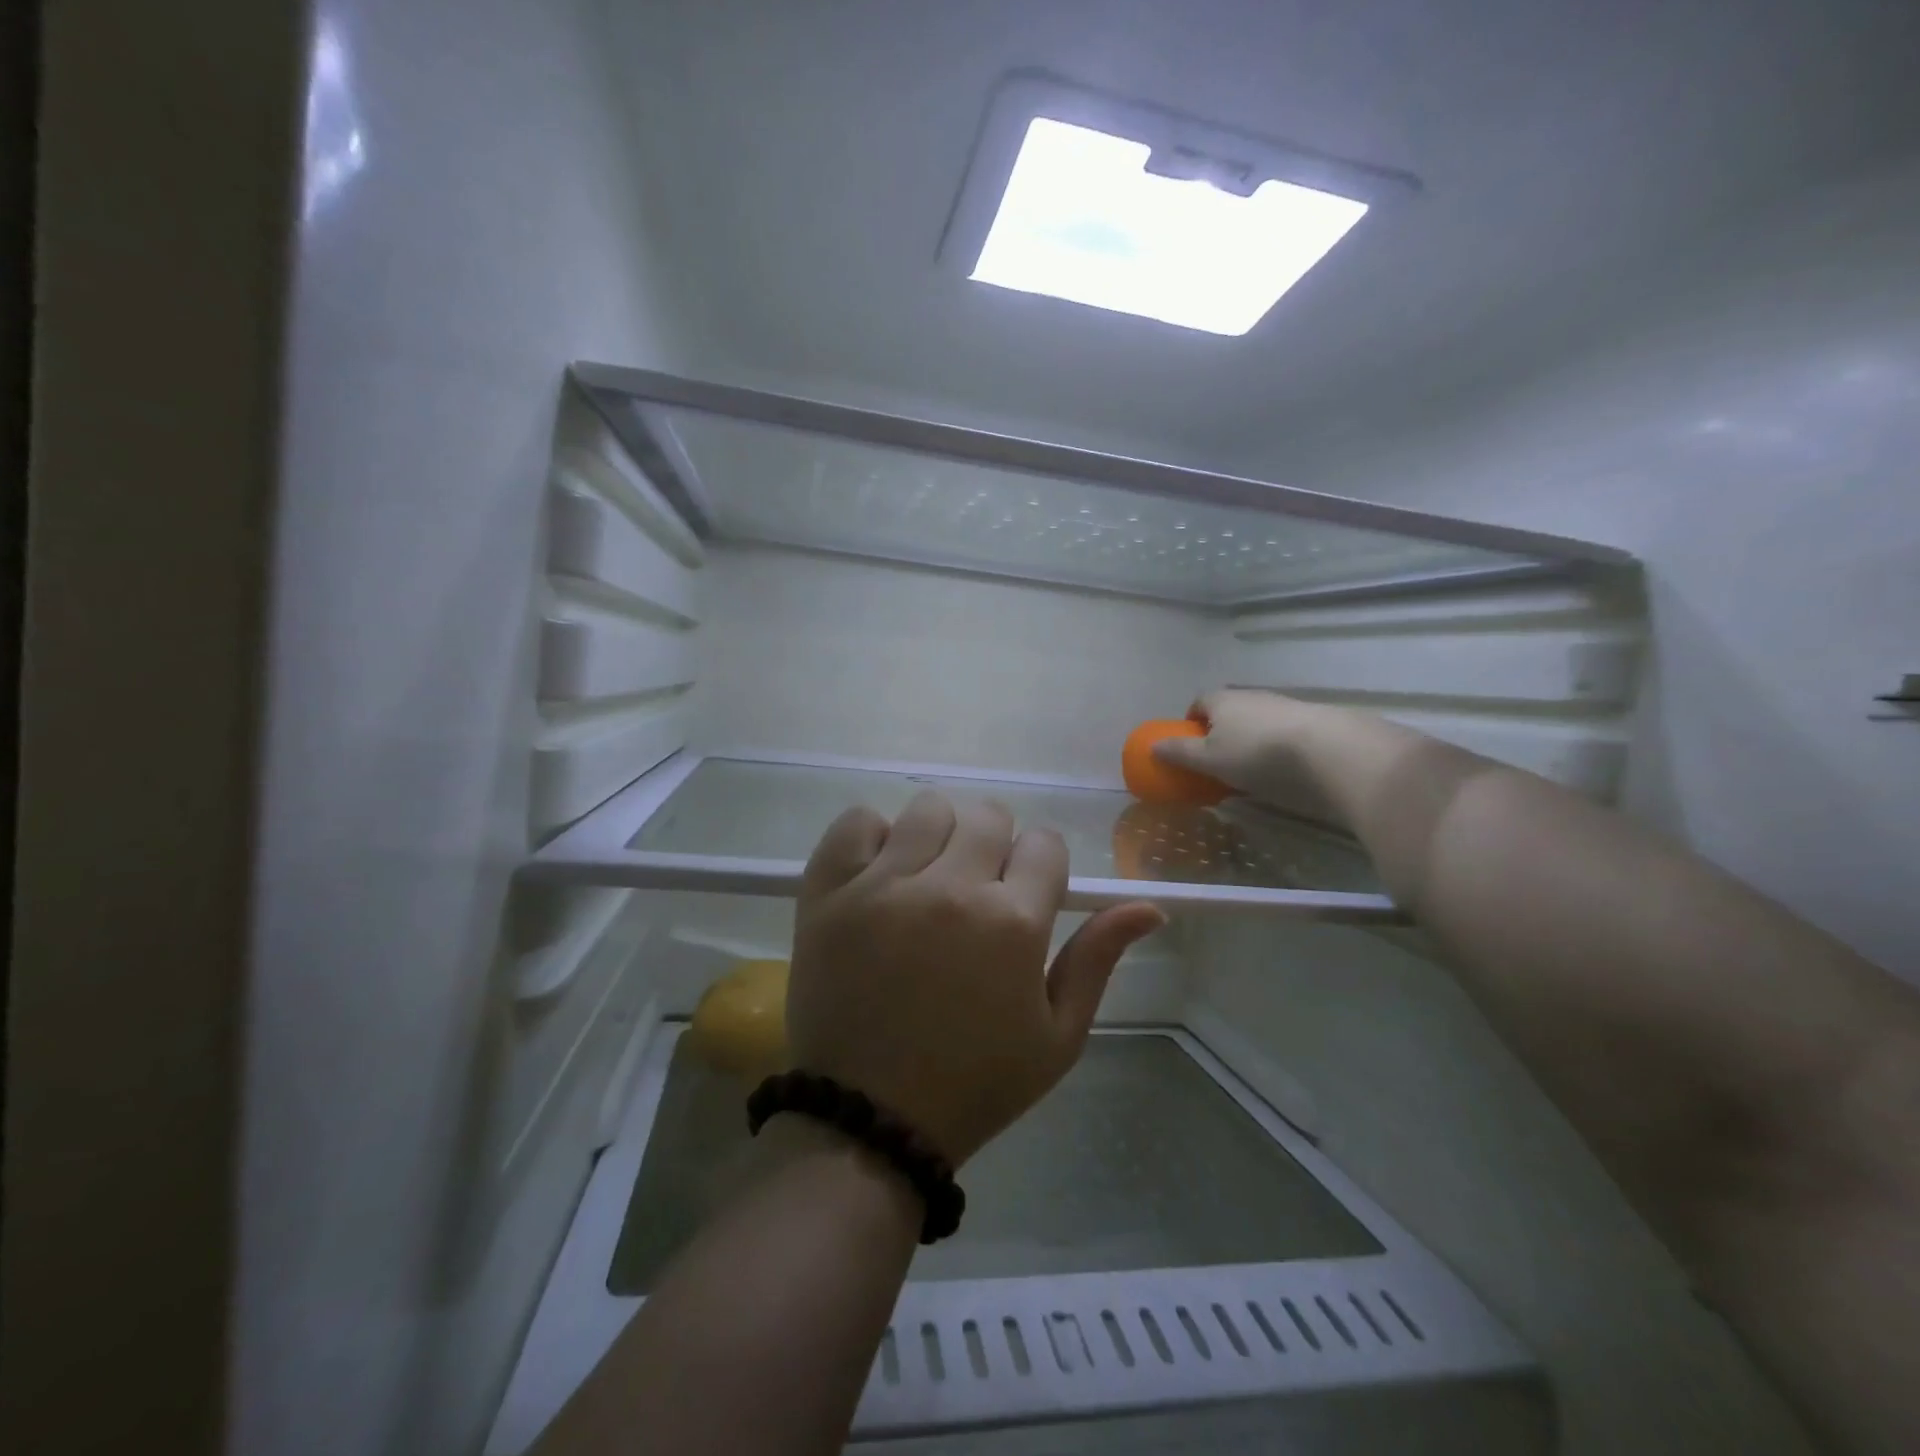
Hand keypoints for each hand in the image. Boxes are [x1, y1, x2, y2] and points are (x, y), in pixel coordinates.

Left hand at [786, 792, 1164, 1165]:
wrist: (869, 1121)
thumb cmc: (974, 1084)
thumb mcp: (1057, 1037)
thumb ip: (1098, 959)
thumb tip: (1150, 908)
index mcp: (1012, 923)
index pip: (1045, 843)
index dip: (1040, 868)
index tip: (1023, 898)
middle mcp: (950, 889)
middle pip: (988, 816)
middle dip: (994, 846)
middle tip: (976, 891)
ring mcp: (882, 885)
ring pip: (927, 809)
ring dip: (938, 836)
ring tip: (927, 881)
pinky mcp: (828, 892)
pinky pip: (855, 821)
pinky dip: (872, 837)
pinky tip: (880, 874)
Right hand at [1152, 689, 1346, 826]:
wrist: (1327, 751)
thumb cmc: (1255, 753)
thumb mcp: (1209, 760)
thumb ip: (1180, 753)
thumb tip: (1153, 746)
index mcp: (1221, 700)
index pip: (1199, 701)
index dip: (1191, 721)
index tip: (1191, 744)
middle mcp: (1251, 696)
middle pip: (1229, 711)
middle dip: (1221, 732)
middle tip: (1219, 761)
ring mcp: (1284, 705)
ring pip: (1258, 721)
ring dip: (1251, 740)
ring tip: (1252, 770)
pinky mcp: (1312, 721)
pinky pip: (1284, 732)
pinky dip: (1278, 747)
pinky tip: (1283, 770)